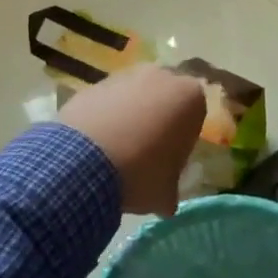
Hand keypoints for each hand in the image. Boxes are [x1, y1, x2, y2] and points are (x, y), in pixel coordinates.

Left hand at [58, 64, 206, 214]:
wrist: (83, 162)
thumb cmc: (140, 173)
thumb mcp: (166, 193)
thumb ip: (171, 189)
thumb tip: (166, 201)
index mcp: (189, 96)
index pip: (194, 115)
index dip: (183, 138)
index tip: (171, 159)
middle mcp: (160, 76)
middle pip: (164, 99)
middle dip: (157, 119)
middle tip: (146, 152)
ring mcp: (124, 76)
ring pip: (133, 96)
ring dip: (129, 117)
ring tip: (116, 151)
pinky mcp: (92, 84)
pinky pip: (106, 102)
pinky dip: (104, 118)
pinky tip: (94, 146)